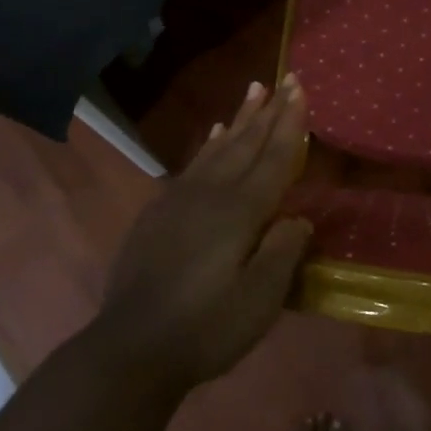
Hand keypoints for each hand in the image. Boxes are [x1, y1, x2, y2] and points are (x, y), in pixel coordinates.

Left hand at [97, 75, 312, 397]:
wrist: (131, 350)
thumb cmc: (206, 328)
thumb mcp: (260, 299)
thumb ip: (284, 251)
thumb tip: (298, 220)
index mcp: (240, 212)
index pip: (273, 157)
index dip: (289, 123)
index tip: (298, 88)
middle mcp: (210, 195)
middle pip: (245, 144)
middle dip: (267, 111)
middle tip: (282, 80)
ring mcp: (179, 202)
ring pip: (216, 149)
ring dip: (238, 120)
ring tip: (251, 93)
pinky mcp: (158, 216)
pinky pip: (191, 166)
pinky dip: (207, 145)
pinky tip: (212, 135)